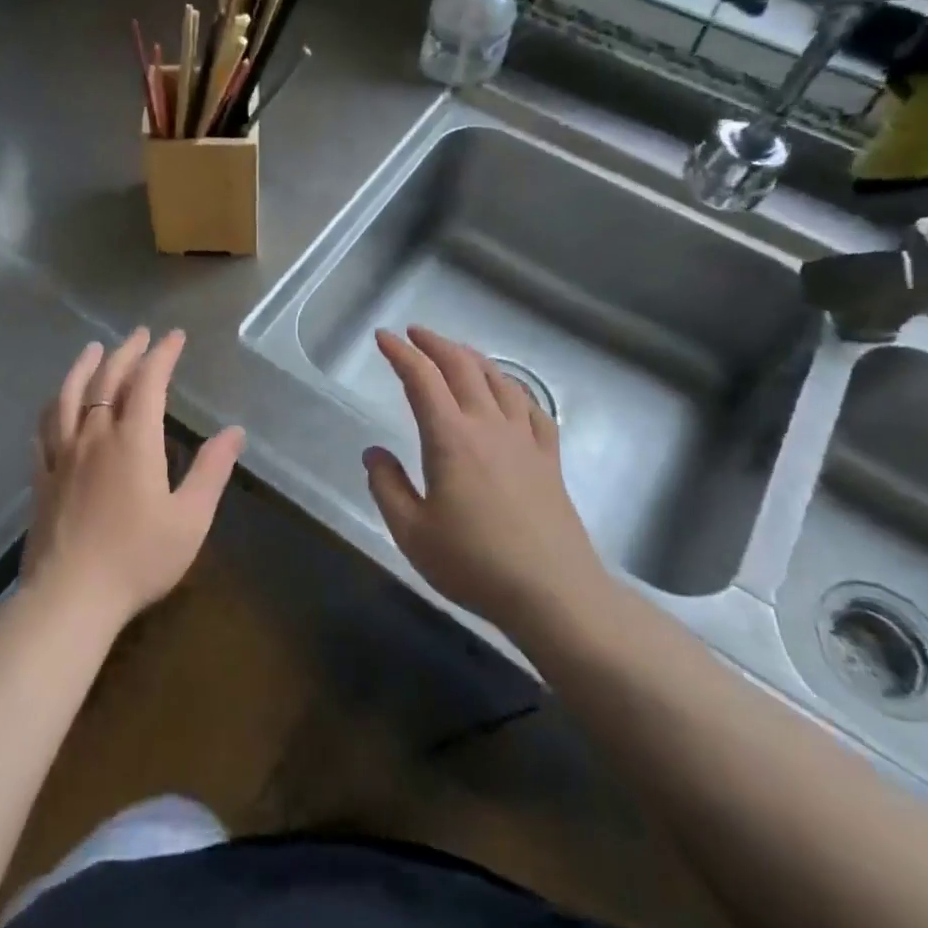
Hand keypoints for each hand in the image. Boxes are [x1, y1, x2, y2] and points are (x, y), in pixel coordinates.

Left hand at [26, 327, 245, 628]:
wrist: (70, 598)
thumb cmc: (138, 558)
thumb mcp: (190, 518)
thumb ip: (211, 470)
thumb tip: (234, 432)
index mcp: (134, 441)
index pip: (149, 382)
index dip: (162, 355)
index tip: (175, 337)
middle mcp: (95, 436)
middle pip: (108, 380)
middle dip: (127, 352)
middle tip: (140, 335)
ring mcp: (63, 455)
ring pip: (69, 397)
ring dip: (83, 367)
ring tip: (93, 349)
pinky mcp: (42, 477)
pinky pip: (43, 430)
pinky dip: (52, 407)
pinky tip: (54, 404)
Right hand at [362, 326, 613, 639]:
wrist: (553, 593)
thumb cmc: (474, 564)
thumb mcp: (412, 533)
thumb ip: (387, 487)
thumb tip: (374, 453)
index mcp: (451, 438)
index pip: (422, 380)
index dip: (400, 353)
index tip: (383, 337)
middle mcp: (488, 426)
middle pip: (462, 367)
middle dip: (435, 344)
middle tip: (414, 334)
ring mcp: (524, 439)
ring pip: (499, 380)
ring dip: (472, 358)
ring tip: (456, 352)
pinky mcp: (549, 458)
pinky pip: (532, 408)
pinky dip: (514, 389)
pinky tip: (509, 392)